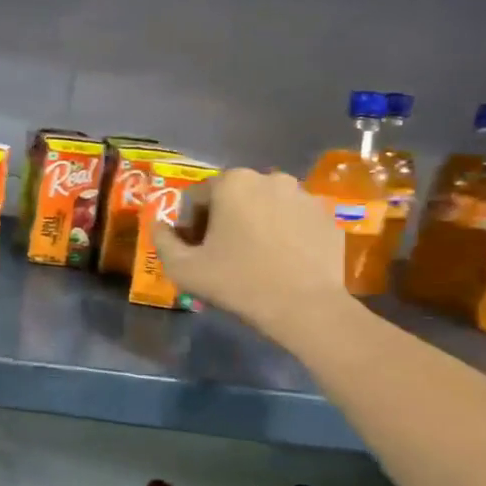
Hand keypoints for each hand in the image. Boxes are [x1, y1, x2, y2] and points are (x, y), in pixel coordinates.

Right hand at [154, 169, 351, 341]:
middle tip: (220, 254)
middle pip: (232, 197)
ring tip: (253, 257)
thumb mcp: (182, 268)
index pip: (195, 197)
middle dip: (221, 220)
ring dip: (253, 224)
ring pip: (265, 206)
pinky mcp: (327, 216)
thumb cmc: (238, 282)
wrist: (305, 307)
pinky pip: (293, 220)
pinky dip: (282, 233)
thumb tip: (158, 224)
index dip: (188, 224)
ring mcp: (304, 195)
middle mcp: (270, 178)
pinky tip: (280, 261)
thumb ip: (162, 240)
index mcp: (232, 182)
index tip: (193, 250)